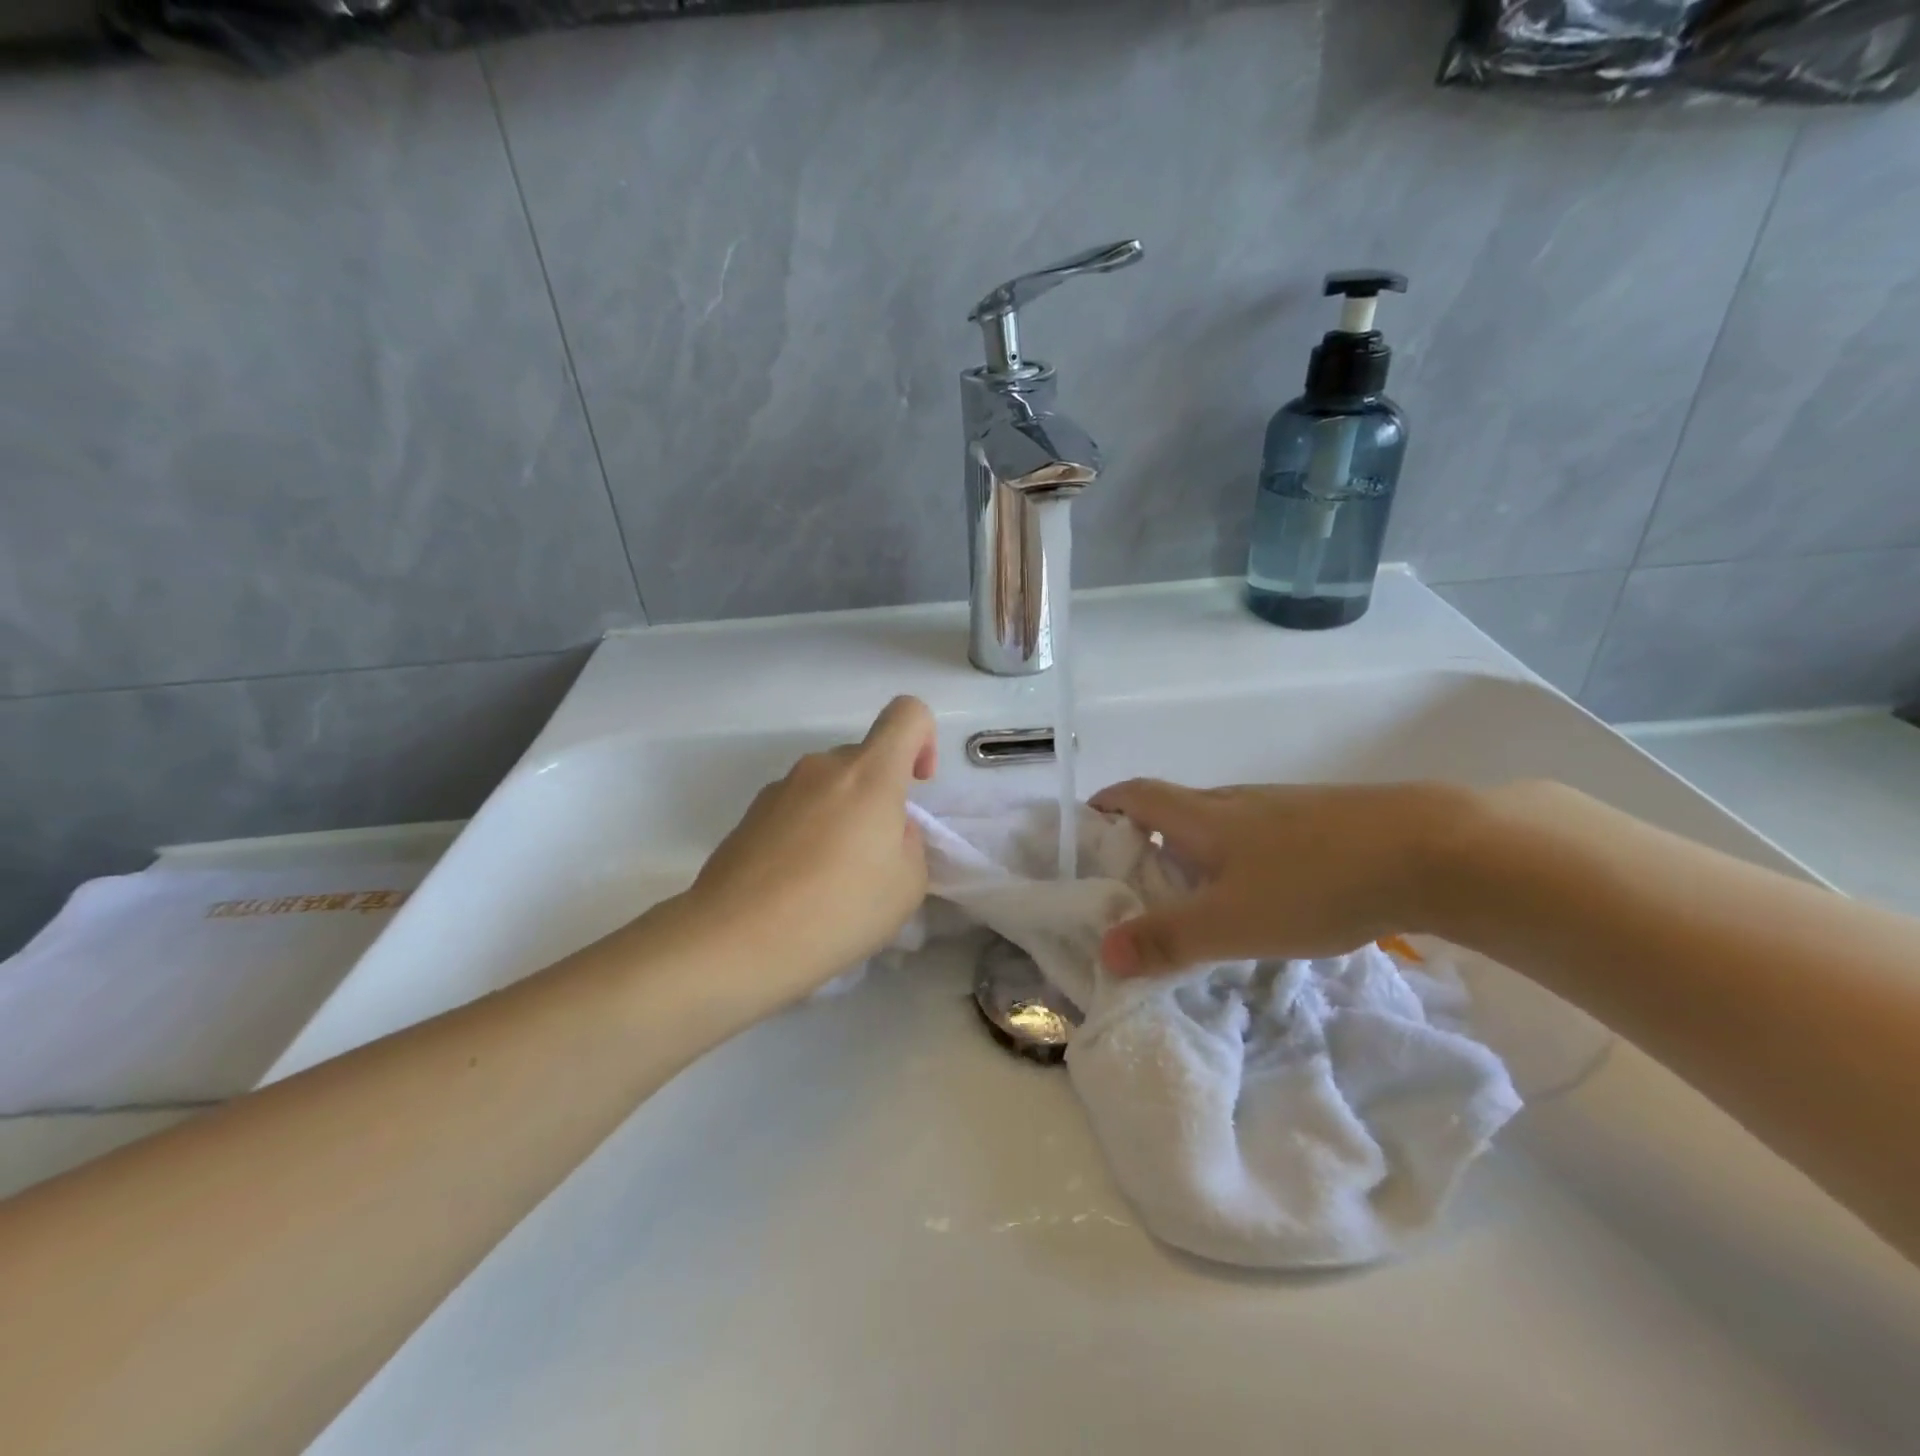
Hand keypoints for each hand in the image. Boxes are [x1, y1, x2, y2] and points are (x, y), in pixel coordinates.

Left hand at [671, 696, 937, 1001]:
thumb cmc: (835, 911)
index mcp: (869, 775)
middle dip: (880, 795)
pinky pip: (796, 810)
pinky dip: (808, 833)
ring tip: (833, 879)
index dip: (924, 739)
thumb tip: (885, 832)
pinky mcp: (749, 816)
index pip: (907, 714)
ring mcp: (779, 789)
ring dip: (842, 816)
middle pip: (864, 758)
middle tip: (876, 857)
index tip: (917, 786)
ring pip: (828, 786)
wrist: (732, 941)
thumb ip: (909, 842)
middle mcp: (821, 767)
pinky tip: (797, 886)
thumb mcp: (906, 885)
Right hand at [1088, 778, 1469, 976]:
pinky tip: (1265, 891)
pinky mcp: (1322, 820)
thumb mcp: (1230, 922)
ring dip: (1195, 846)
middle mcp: (1236, 801)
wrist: (1431, 851)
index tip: (1087, 825)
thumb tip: (1104, 952)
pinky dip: (1239, 855)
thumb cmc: (1313, 882)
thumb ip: (1166, 939)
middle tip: (1136, 878)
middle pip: (1175, 806)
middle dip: (1146, 834)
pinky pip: (1260, 833)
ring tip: (1196, 892)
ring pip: (1221, 822)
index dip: (1106, 803)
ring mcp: (1282, 807)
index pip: (1137, 794)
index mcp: (1203, 816)